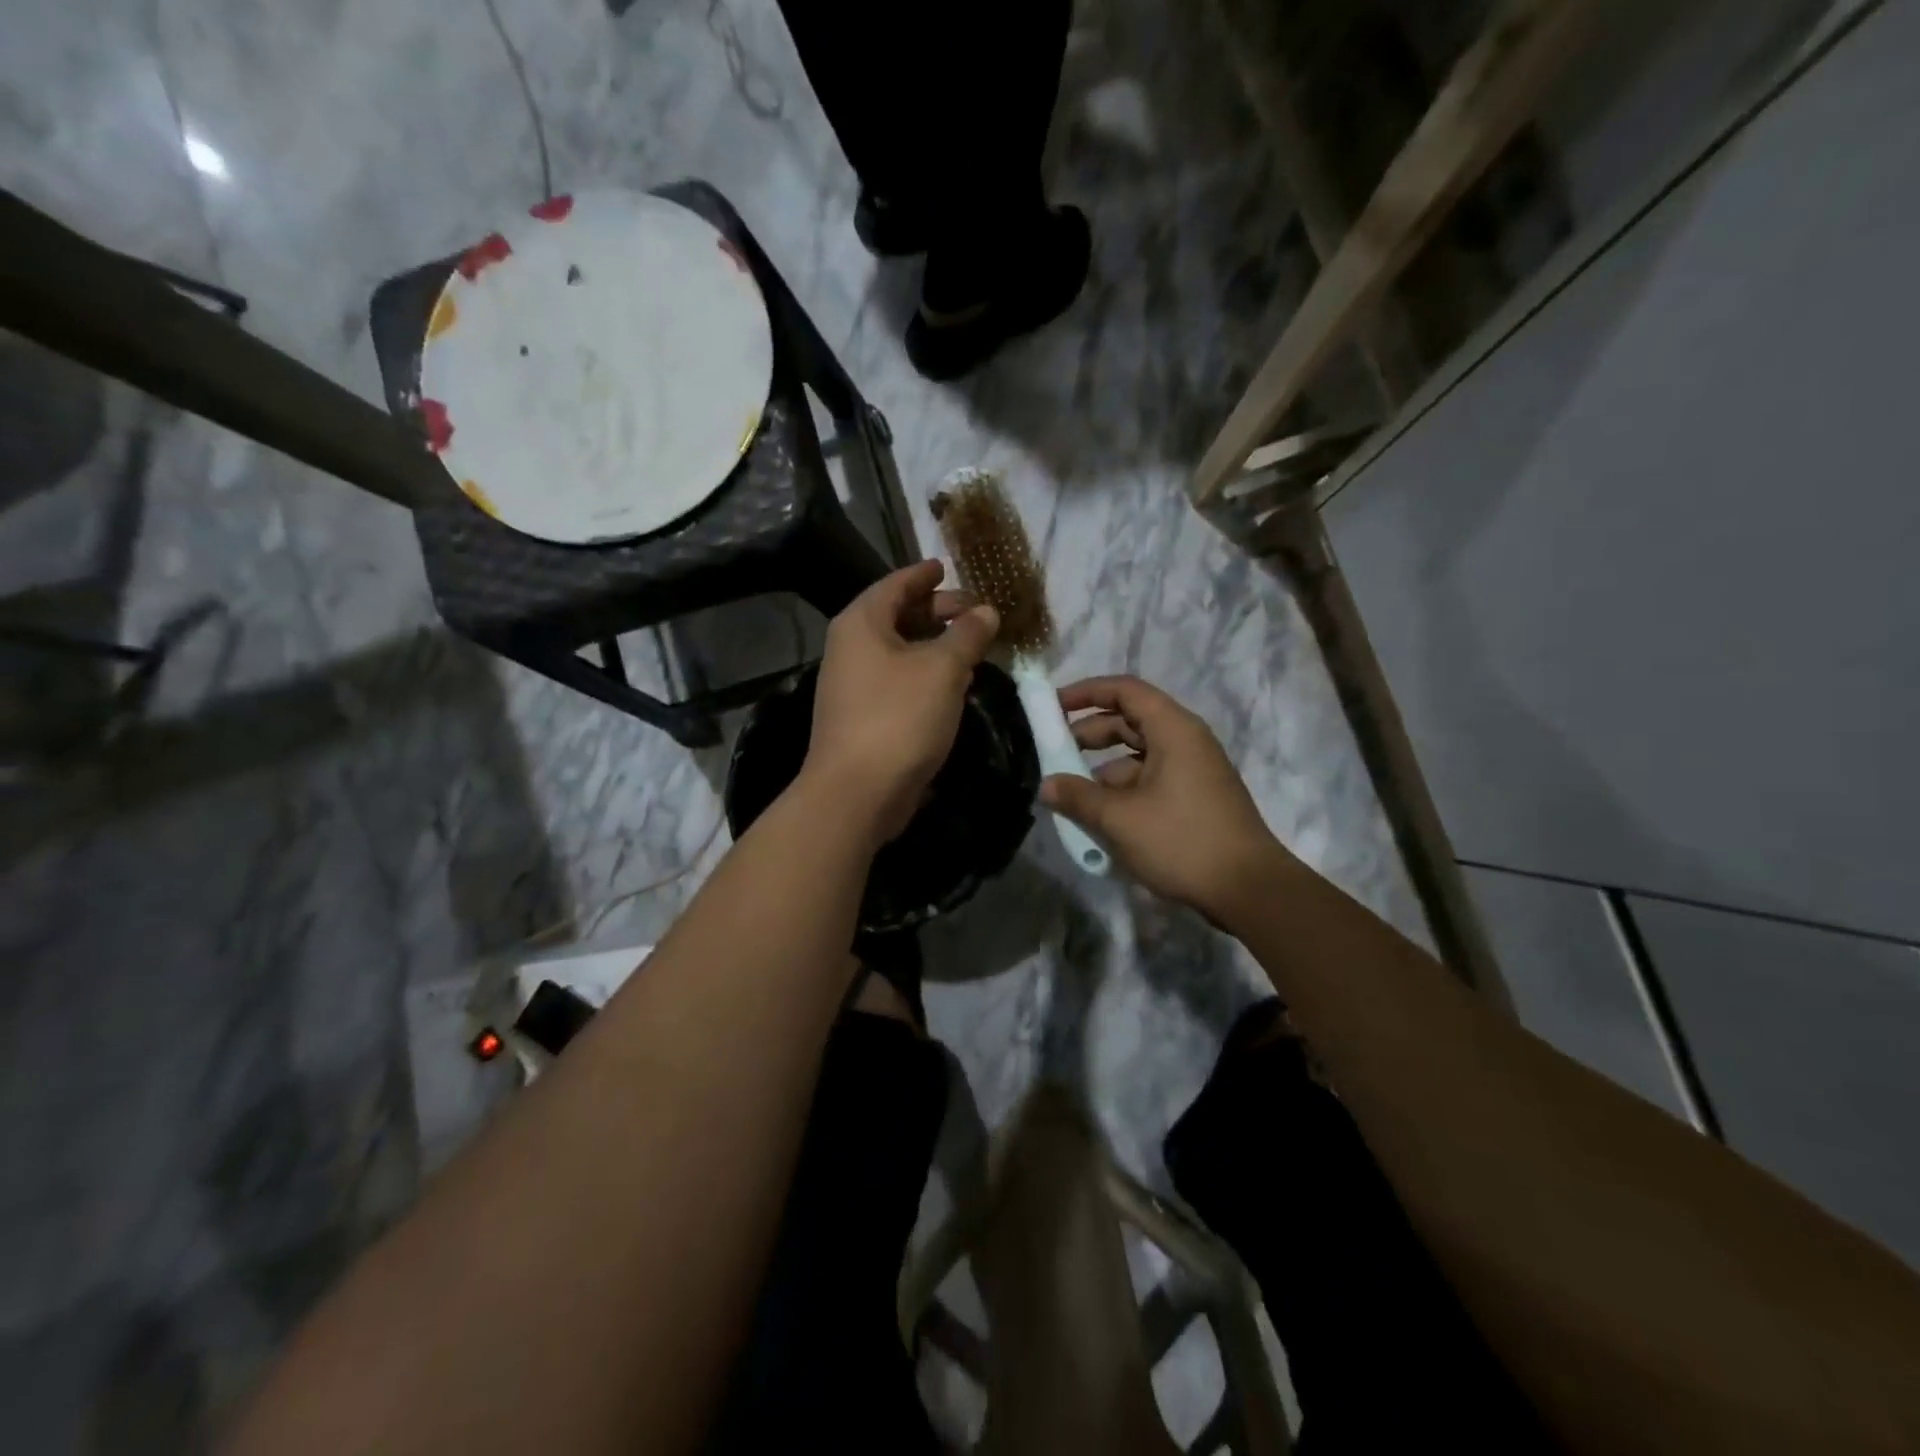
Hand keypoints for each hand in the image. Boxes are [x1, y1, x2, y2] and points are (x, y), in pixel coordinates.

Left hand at [800, 560, 998, 843]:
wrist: (857, 792)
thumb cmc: (898, 718)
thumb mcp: (942, 669)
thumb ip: (967, 635)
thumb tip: (986, 611)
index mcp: (861, 624)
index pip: (895, 584)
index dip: (923, 575)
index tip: (946, 567)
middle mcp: (851, 648)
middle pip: (897, 616)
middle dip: (937, 611)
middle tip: (974, 612)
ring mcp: (854, 685)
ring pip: (899, 652)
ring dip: (934, 646)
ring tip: (971, 645)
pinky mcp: (864, 716)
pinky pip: (898, 681)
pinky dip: (925, 674)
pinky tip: (953, 684)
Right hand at [1041, 676, 1293, 924]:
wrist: (1249, 890)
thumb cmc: (1182, 840)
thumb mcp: (1120, 818)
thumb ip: (1078, 797)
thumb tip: (1046, 785)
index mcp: (1173, 730)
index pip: (1125, 690)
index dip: (1086, 692)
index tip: (1053, 707)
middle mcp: (1186, 741)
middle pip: (1130, 721)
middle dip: (1089, 734)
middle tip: (1055, 754)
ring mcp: (1193, 771)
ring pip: (1138, 756)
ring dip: (1102, 769)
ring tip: (1070, 795)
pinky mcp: (1194, 798)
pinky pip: (1150, 780)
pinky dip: (1123, 790)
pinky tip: (1100, 817)